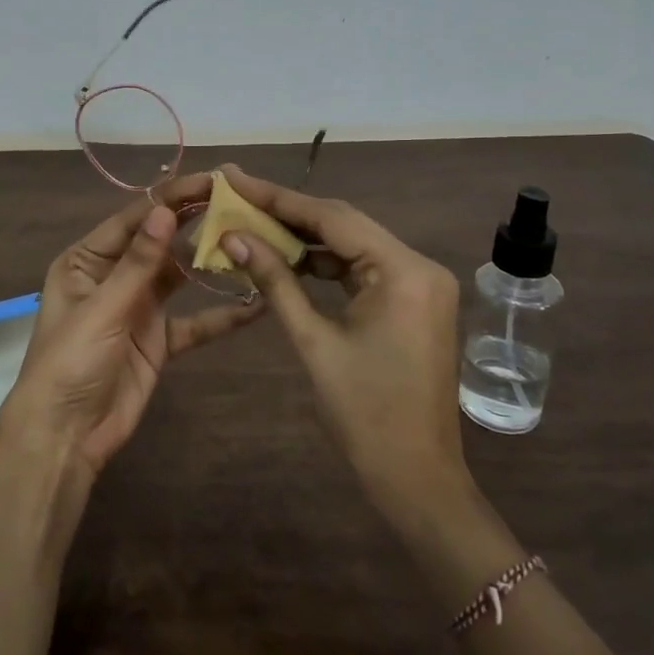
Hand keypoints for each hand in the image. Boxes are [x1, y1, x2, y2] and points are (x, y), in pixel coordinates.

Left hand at [0, 174, 265, 485]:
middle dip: (196, 223)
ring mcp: (139, 308)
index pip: (134, 219)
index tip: (211, 181)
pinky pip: (195, 322)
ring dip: (212, 262)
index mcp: (88, 260)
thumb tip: (166, 210)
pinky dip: (222, 314)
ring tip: (253, 241)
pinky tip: (256, 304)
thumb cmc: (70, 362)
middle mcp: (114, 276)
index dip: (171, 199)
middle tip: (241, 203)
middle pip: (160, 242)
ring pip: (181, 276)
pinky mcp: (159, 340)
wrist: (65, 437)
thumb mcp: (102, 308)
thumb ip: (138, 263)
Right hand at [216, 164, 471, 529]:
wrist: (415, 476)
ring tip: (253, 223)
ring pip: (352, 244)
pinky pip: (362, 268)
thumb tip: (233, 236)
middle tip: (238, 194)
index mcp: (403, 271)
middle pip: (343, 224)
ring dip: (304, 237)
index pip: (331, 218)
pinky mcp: (413, 300)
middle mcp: (418, 265)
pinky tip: (287, 259)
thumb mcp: (313, 341)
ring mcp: (420, 283)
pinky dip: (325, 263)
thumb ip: (274, 281)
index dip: (277, 197)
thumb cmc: (364, 413)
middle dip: (288, 212)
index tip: (235, 177)